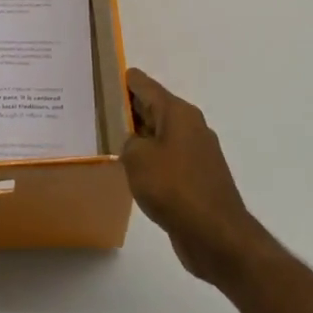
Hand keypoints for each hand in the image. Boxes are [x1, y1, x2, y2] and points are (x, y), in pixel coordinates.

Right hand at [122, 69, 273, 286]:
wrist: (215, 234)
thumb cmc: (174, 187)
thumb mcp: (137, 158)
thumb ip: (128, 142)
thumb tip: (135, 143)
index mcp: (178, 113)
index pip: (145, 85)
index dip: (123, 80)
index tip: (102, 77)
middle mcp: (190, 126)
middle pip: (154, 108)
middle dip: (128, 108)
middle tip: (97, 109)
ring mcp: (196, 153)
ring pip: (160, 135)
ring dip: (139, 137)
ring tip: (108, 140)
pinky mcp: (197, 177)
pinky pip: (167, 158)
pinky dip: (150, 159)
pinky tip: (133, 171)